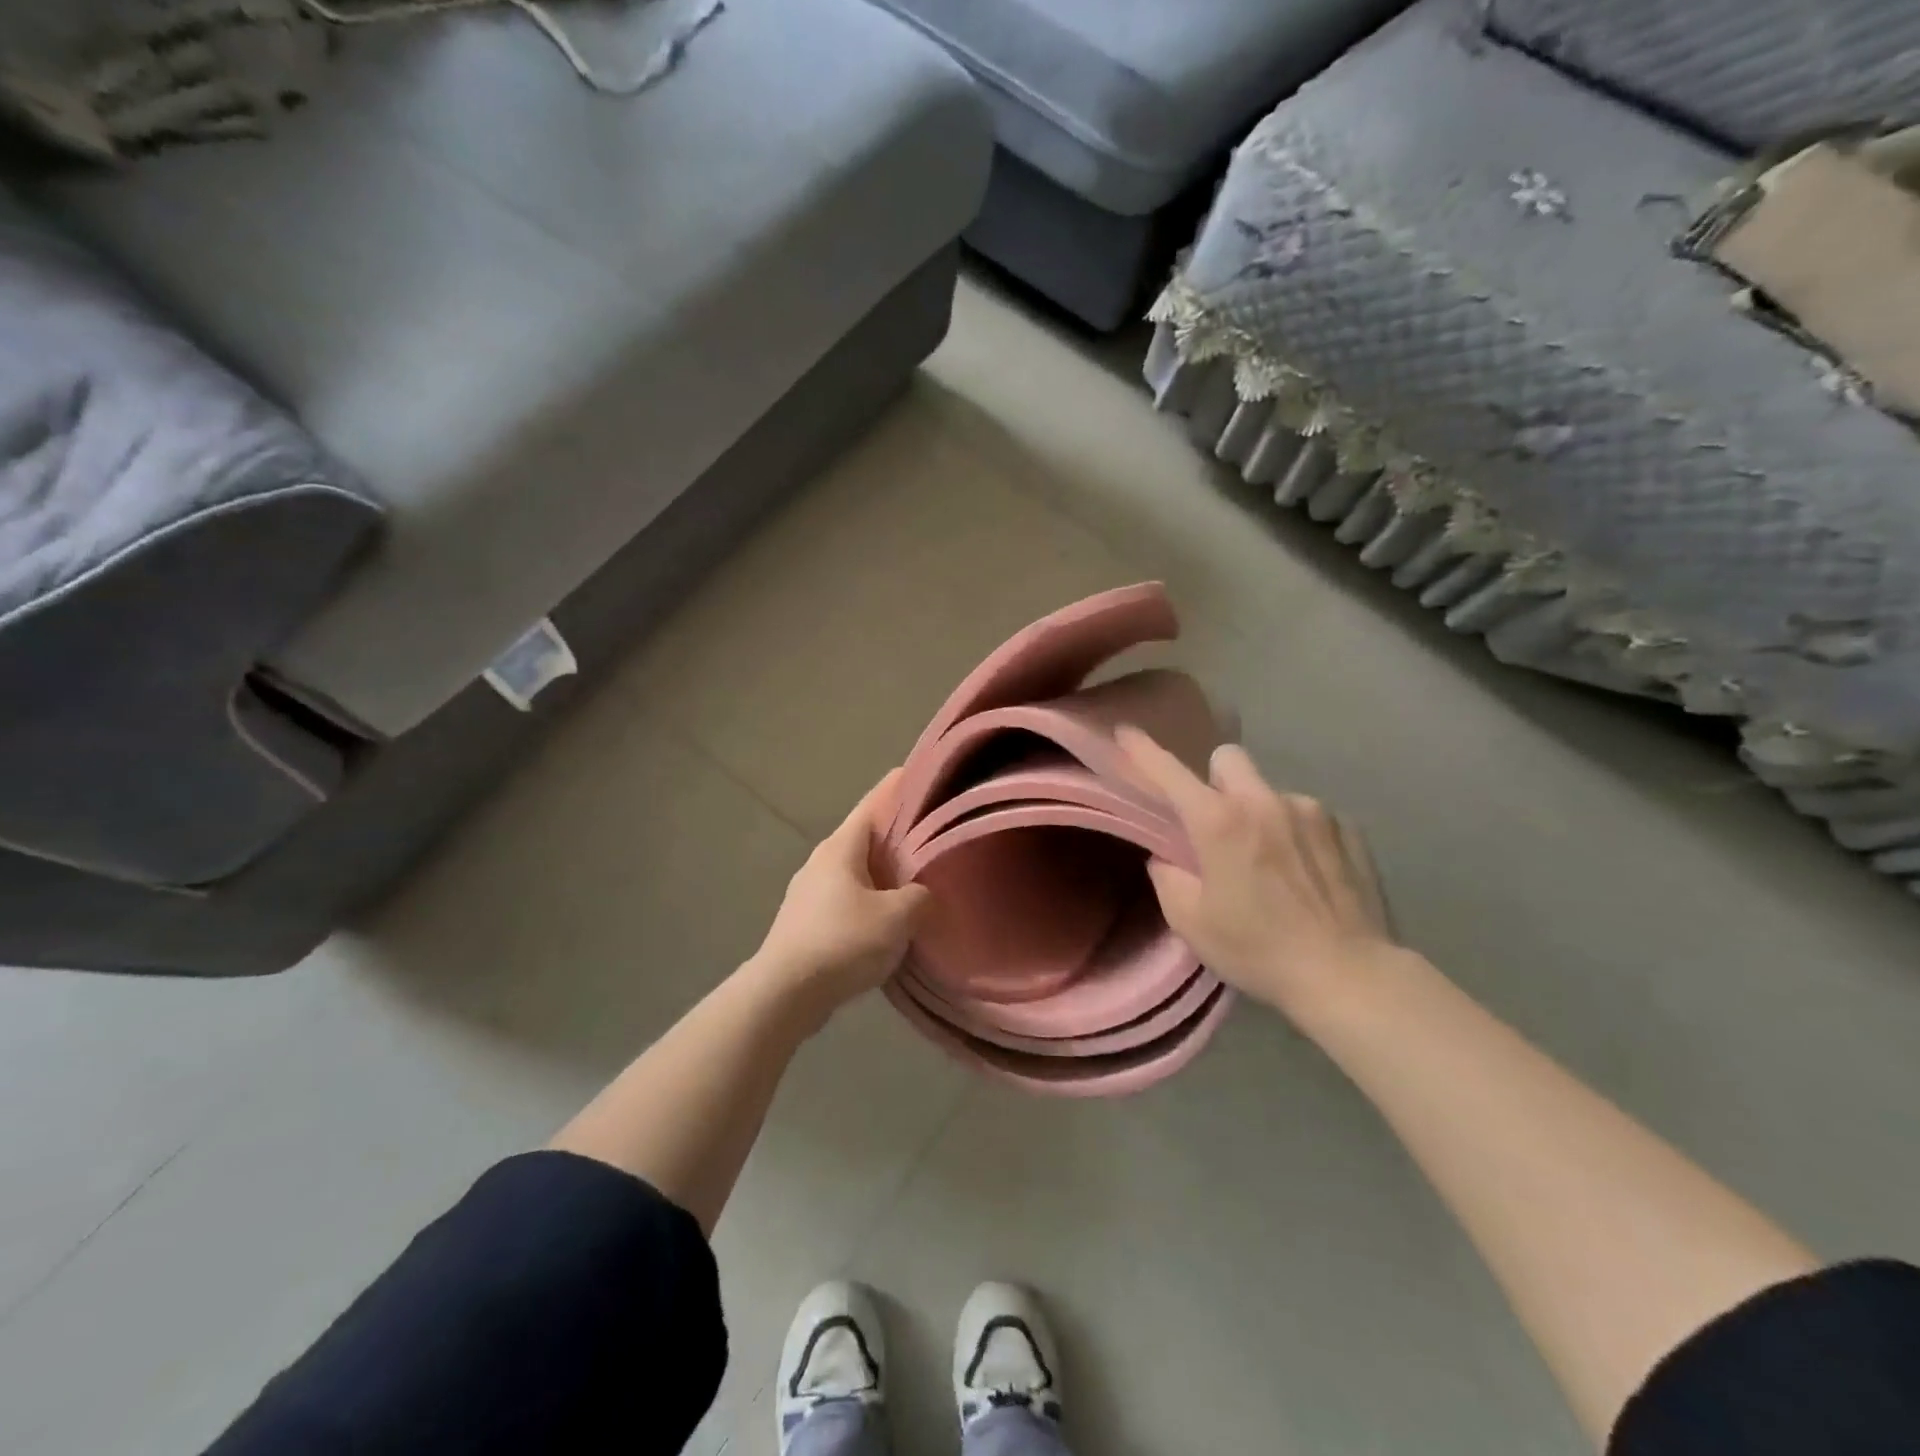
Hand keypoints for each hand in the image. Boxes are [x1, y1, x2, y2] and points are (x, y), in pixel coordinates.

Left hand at [752, 770, 929, 1018]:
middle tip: (928, 835)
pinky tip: (887, 919)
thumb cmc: (842, 941)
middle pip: (864, 838)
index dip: (895, 789)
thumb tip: (923, 896)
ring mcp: (809, 892)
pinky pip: (846, 899)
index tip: (915, 773)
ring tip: (913, 880)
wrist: (785, 993)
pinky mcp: (805, 922)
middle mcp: (821, 862)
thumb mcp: (897, 918)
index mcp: (840, 848)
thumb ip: (920, 898)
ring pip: (855, 872)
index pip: (872, 805)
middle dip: (894, 836)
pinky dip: (868, 900)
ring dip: (881, 873)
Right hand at [1117, 727, 1398, 1023]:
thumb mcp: (1191, 923)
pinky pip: (1307, 816)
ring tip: (1272, 865)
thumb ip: (1168, 878)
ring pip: (1269, 792)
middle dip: (1215, 781)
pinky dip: (1297, 834)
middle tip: (1218, 825)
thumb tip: (1169, 857)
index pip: (1169, 773)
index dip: (1142, 751)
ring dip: (1260, 814)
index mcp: (1219, 822)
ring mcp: (1312, 810)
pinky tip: (1307, 875)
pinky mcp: (1348, 828)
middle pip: (1228, 760)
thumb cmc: (1258, 950)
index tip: (1126, 733)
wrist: (1349, 975)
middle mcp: (1265, 801)